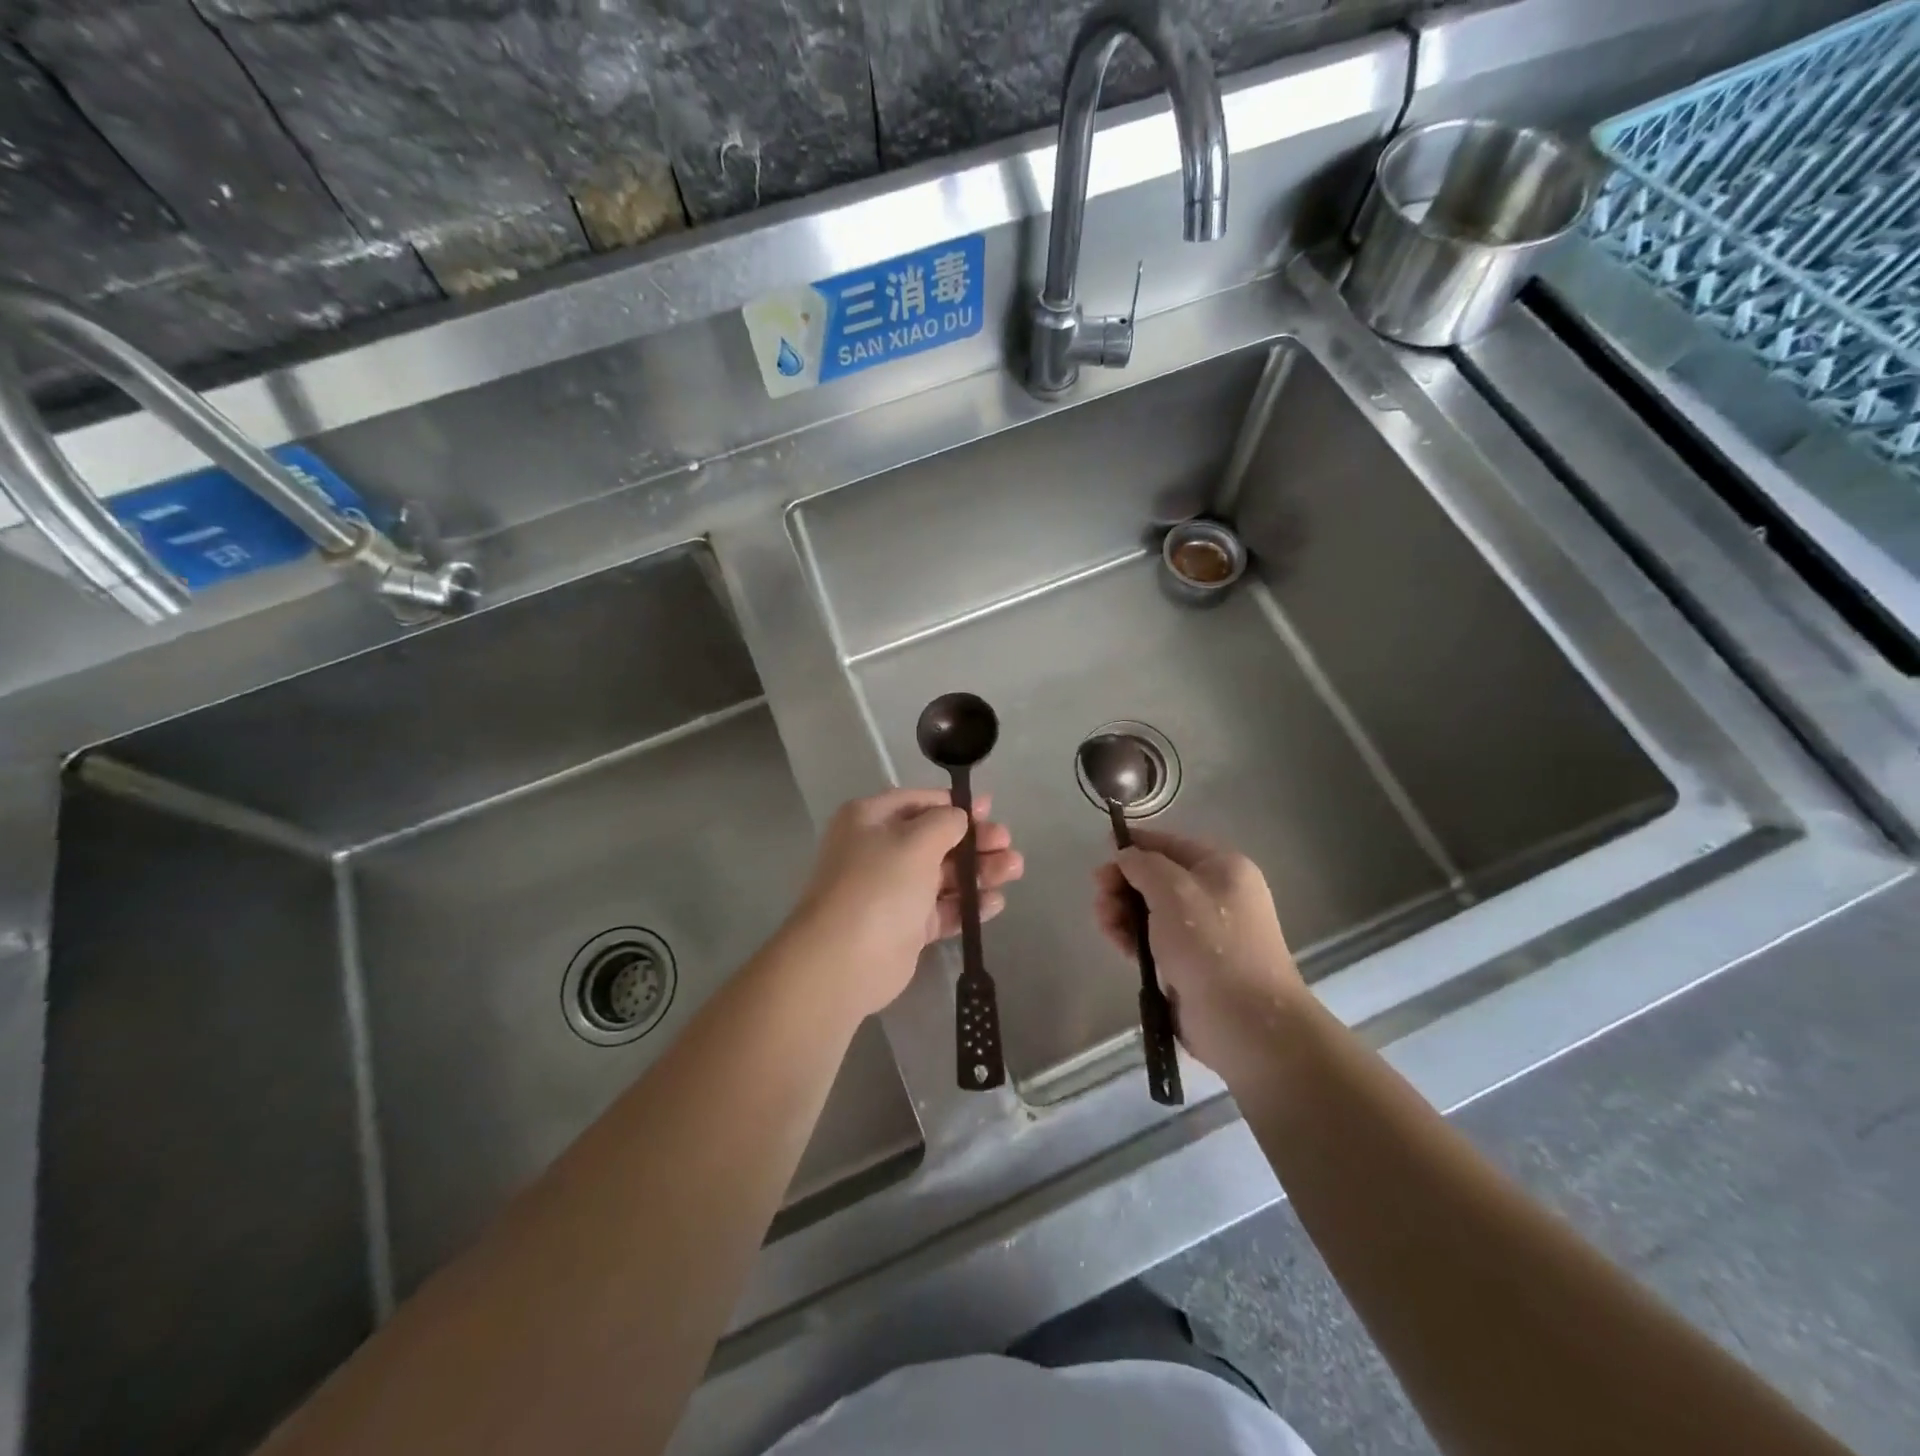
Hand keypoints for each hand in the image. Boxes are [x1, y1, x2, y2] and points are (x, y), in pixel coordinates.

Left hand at [789, 788, 1022, 1019]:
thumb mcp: (915, 841)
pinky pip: (942, 909)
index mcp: (870, 819)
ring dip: (978, 871)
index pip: (919, 802)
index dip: (955, 805)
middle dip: (974, 840)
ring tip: (1014, 870)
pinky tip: (995, 902)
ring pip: (943, 875)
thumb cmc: (879, 885)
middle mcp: (879, 851)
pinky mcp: (906, 927)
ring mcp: (893, 891)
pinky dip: (967, 904)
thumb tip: (958, 818)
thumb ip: (945, 822)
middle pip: (936, 839)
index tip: (989, 808)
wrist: (843, 960)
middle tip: (1007, 844)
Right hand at [1094, 829, 1306, 1087]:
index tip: (1103, 849)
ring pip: (1151, 910)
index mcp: (1222, 868)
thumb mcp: (1173, 891)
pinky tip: (1115, 941)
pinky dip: (1132, 937)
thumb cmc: (1210, 945)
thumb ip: (1143, 865)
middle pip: (1157, 877)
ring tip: (1104, 922)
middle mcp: (1216, 895)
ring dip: (1122, 911)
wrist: (1245, 1022)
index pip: (1171, 844)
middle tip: (1099, 895)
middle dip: (1124, 883)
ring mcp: (1203, 932)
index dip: (1136, 844)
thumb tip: (1126, 857)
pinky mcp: (1189, 964)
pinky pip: (1153, 940)